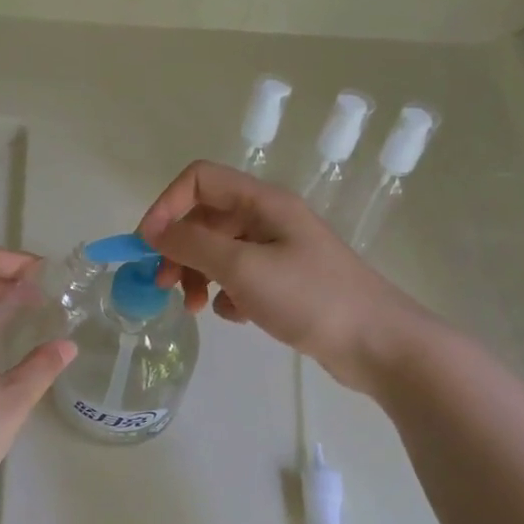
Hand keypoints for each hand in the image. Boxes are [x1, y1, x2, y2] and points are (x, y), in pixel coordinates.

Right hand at [137, 160, 437, 397]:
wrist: (376, 343)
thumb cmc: (309, 297)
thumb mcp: (243, 267)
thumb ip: (192, 245)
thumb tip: (153, 231)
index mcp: (262, 203)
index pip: (199, 179)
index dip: (167, 205)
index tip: (148, 246)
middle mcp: (267, 220)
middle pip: (204, 218)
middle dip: (177, 248)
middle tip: (163, 285)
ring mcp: (277, 251)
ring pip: (218, 251)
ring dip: (196, 275)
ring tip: (195, 308)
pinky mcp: (283, 282)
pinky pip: (238, 278)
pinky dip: (226, 294)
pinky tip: (235, 317)